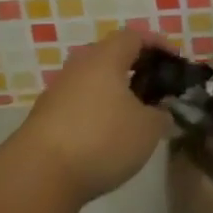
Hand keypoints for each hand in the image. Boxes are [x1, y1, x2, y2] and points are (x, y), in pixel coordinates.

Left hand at [13, 28, 165, 208]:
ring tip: (133, 115)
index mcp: (106, 57)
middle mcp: (80, 65)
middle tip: (155, 87)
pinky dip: (97, 110)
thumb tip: (161, 111)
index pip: (135, 36)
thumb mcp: (147, 129)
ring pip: (94, 80)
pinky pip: (79, 103)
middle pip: (111, 55)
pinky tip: (106, 136)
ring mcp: (58, 90)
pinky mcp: (44, 117)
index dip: (158, 44)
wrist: (37, 176)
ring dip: (115, 92)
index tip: (175, 62)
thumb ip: (161, 115)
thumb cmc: (101, 139)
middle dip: (136, 68)